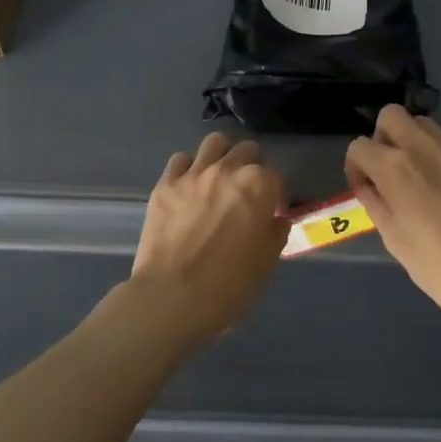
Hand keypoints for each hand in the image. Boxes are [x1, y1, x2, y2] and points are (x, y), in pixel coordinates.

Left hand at [129, 132, 288, 342]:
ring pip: (214, 143)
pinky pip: (180, 160)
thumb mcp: (266, 264)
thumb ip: (275, 234)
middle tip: (246, 192)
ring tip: (219, 178)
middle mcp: (228, 170)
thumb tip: (275, 220)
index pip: (275, 176)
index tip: (269, 212)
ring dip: (221, 156)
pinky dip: (189, 168)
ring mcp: (193, 174)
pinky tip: (189, 187)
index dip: (274, 194)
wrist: (172, 298)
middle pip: (247, 150)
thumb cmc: (229, 286)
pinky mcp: (165, 184)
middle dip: (251, 167)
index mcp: (259, 186)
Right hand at [345, 106, 440, 329]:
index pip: (359, 146)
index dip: (355, 167)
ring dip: (414, 143)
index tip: (365, 189)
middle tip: (389, 170)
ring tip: (422, 177)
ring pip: (424, 125)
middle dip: (383, 137)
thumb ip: (376, 205)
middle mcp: (424, 146)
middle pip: (392, 116)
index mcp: (395, 168)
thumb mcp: (396, 242)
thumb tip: (367, 187)